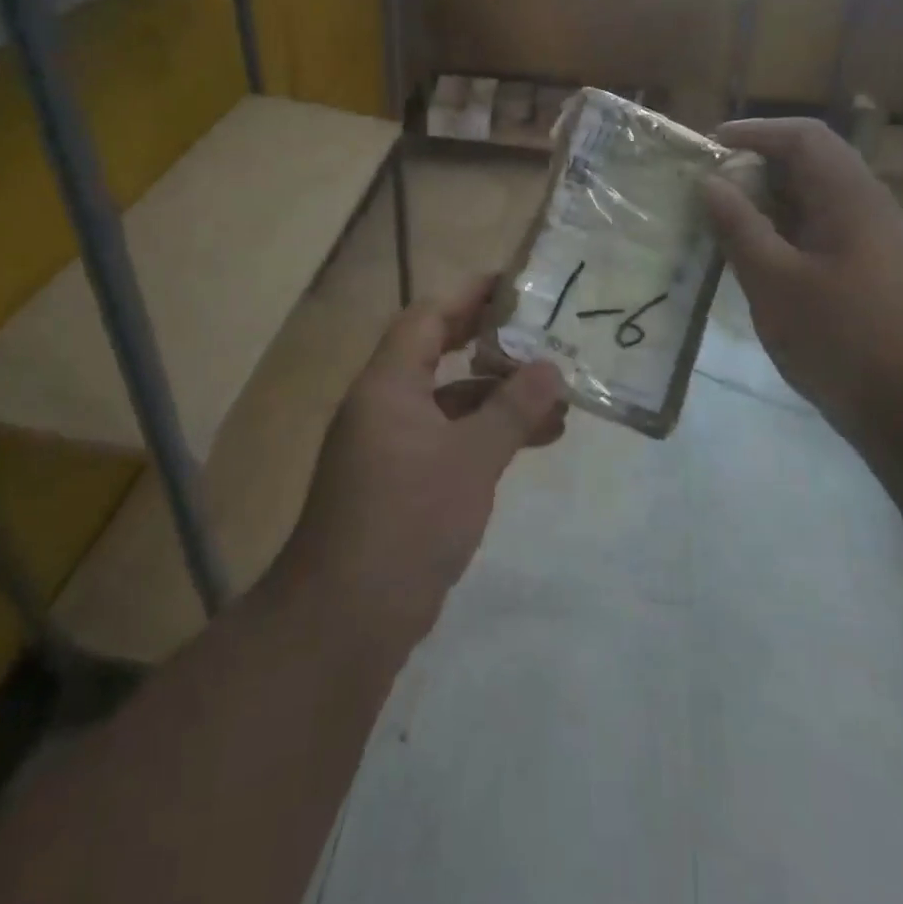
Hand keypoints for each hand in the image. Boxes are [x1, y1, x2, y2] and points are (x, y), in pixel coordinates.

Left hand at [273, 275, 567, 649]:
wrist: (347, 618)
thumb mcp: (472, 459)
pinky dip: (483, 434)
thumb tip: (552, 368)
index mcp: (387, 385)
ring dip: (496, 398)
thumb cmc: (408, 519)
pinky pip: (447, 439)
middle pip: (437, 354)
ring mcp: (389, 446)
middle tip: (539, 333)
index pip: (427, 318)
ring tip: (556, 401)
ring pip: (448, 402)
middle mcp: (383, 406)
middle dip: (488, 343)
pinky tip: (528, 443)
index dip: (468, 296)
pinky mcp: (399, 483)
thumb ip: (514, 410)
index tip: (512, 285)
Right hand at [701, 118, 902, 440]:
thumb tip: (711, 181)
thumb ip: (740, 227)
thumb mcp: (775, 283)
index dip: (755, 132)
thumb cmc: (843, 341)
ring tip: (726, 225)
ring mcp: (880, 244)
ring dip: (772, 204)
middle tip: (711, 191)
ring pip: (819, 203)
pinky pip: (827, 235)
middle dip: (758, 169)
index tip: (710, 146)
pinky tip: (763, 265)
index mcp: (852, 198)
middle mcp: (872, 209)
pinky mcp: (879, 276)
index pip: (804, 137)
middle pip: (813, 166)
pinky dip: (789, 235)